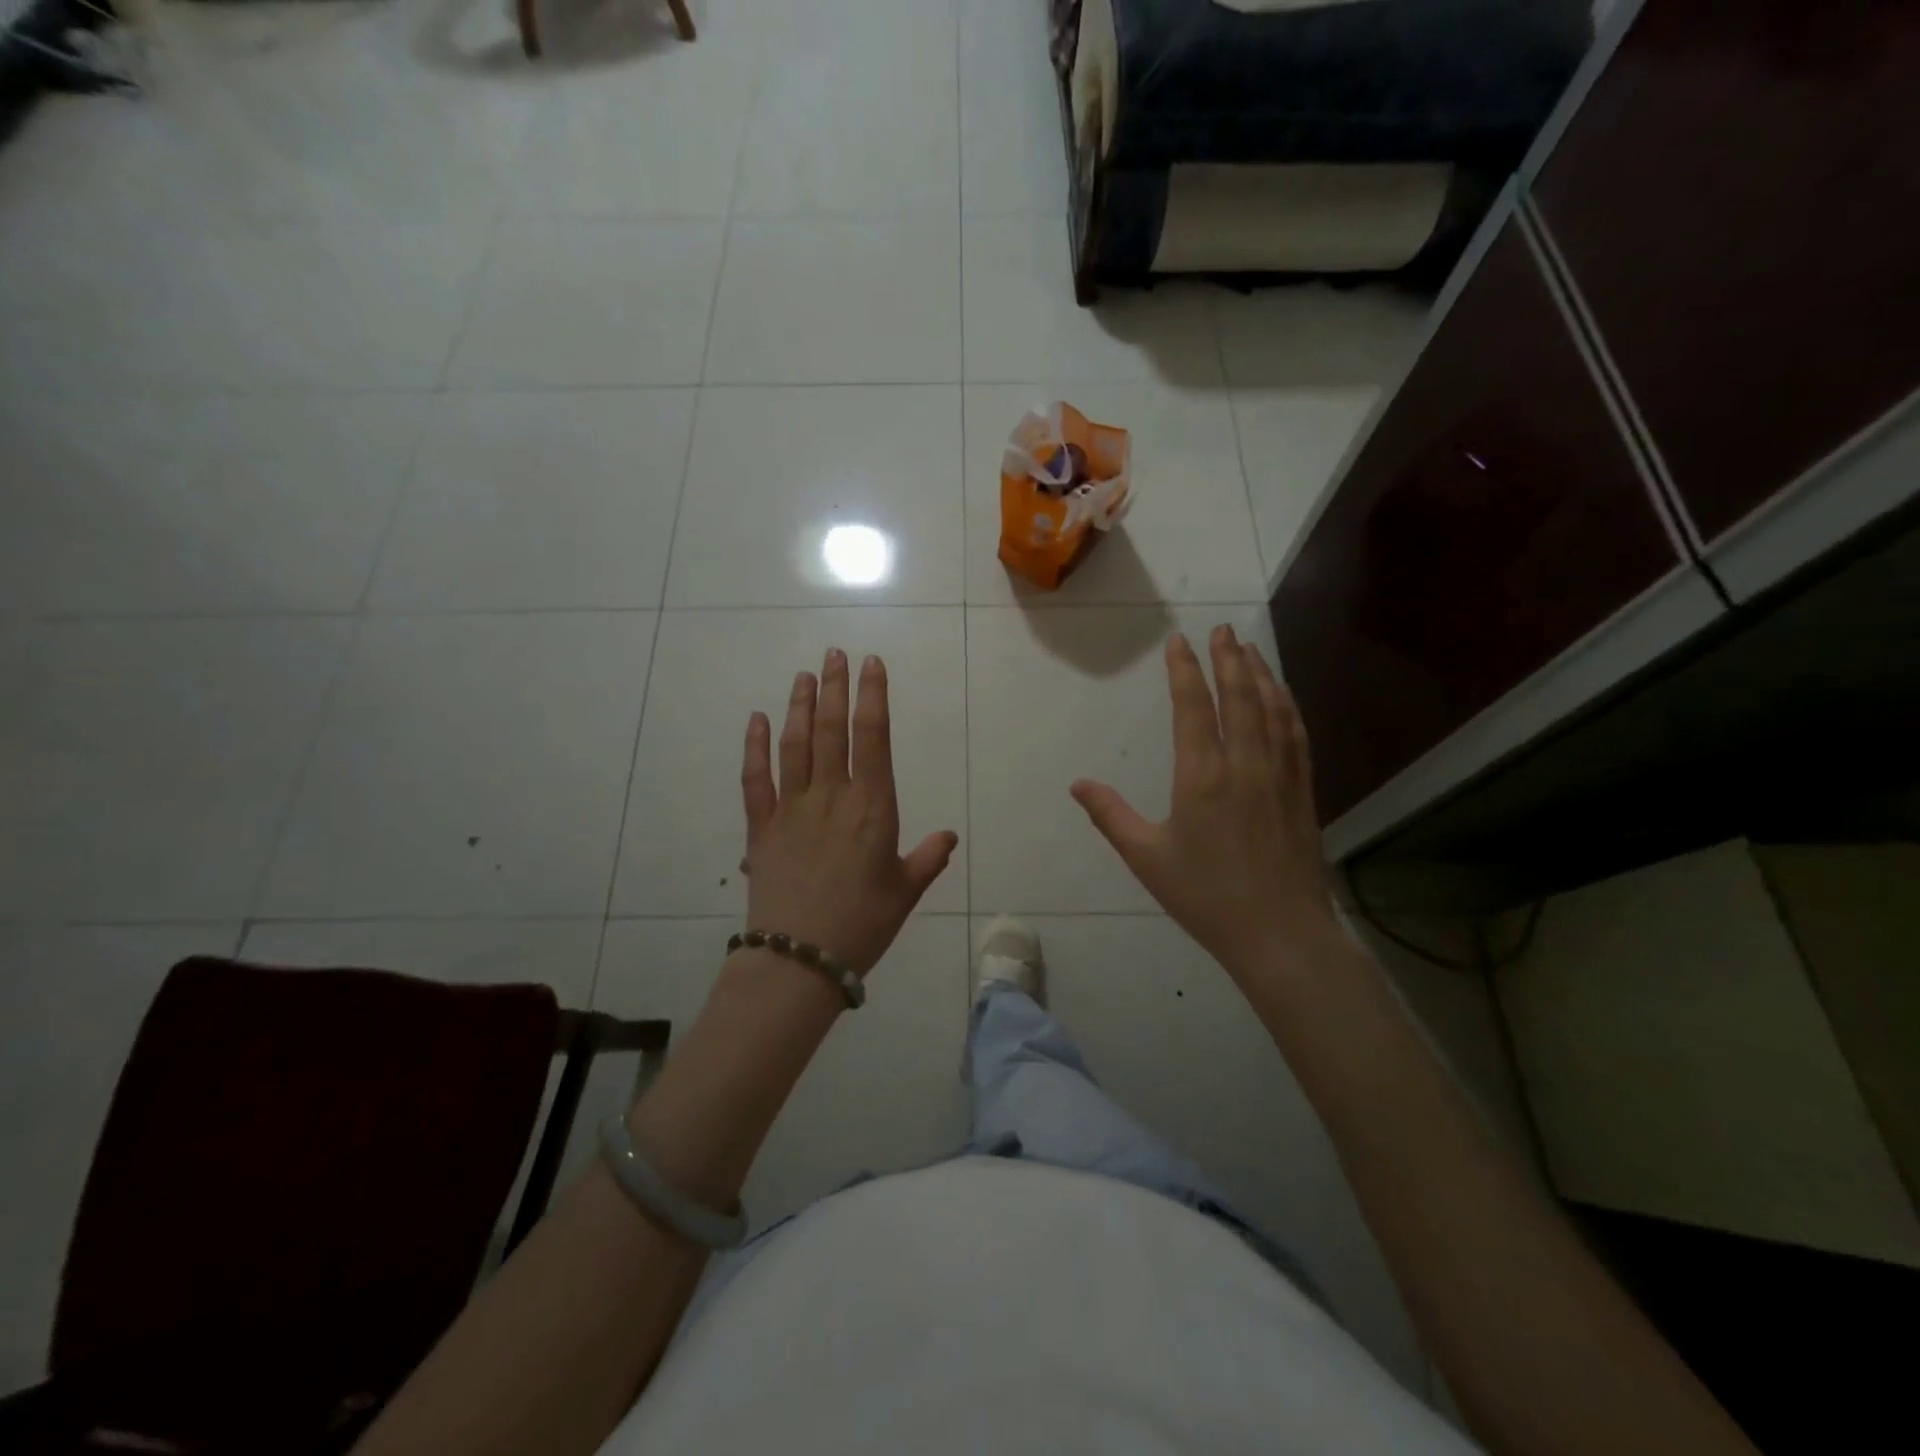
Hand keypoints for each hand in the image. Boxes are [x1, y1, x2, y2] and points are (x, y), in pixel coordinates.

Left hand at [740, 649, 958, 974]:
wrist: (799, 958)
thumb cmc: (862, 924)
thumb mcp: (905, 892)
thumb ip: (928, 858)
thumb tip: (949, 836)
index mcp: (872, 807)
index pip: (873, 738)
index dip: (873, 697)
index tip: (872, 665)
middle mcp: (831, 796)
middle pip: (833, 730)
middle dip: (836, 688)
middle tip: (835, 654)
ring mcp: (791, 808)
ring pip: (796, 745)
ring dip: (801, 706)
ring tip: (804, 675)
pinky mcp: (761, 826)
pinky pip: (756, 778)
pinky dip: (755, 747)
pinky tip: (757, 720)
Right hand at [1070, 626, 1340, 980]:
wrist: (1280, 934)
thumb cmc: (1206, 896)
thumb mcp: (1147, 857)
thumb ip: (1110, 815)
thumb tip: (1077, 784)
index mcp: (1203, 776)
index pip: (1194, 707)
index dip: (1185, 670)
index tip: (1179, 642)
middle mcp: (1245, 764)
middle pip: (1240, 696)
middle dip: (1229, 658)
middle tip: (1222, 629)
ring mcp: (1280, 775)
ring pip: (1272, 709)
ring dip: (1260, 674)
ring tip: (1249, 650)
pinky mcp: (1303, 791)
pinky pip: (1296, 735)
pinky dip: (1287, 706)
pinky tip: (1283, 697)